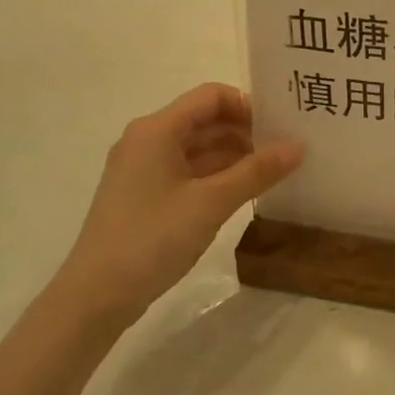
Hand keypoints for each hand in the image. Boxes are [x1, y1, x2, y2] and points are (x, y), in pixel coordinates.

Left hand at [54, 83, 302, 327]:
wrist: (94, 298)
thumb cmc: (152, 239)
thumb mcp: (211, 203)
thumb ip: (257, 171)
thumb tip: (299, 145)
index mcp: (157, 130)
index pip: (211, 96)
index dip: (248, 105)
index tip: (280, 127)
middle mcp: (147, 141)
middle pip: (205, 121)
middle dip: (246, 132)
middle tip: (286, 150)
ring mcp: (143, 170)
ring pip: (198, 149)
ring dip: (234, 156)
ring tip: (273, 173)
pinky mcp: (144, 196)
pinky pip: (188, 173)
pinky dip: (217, 177)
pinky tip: (244, 193)